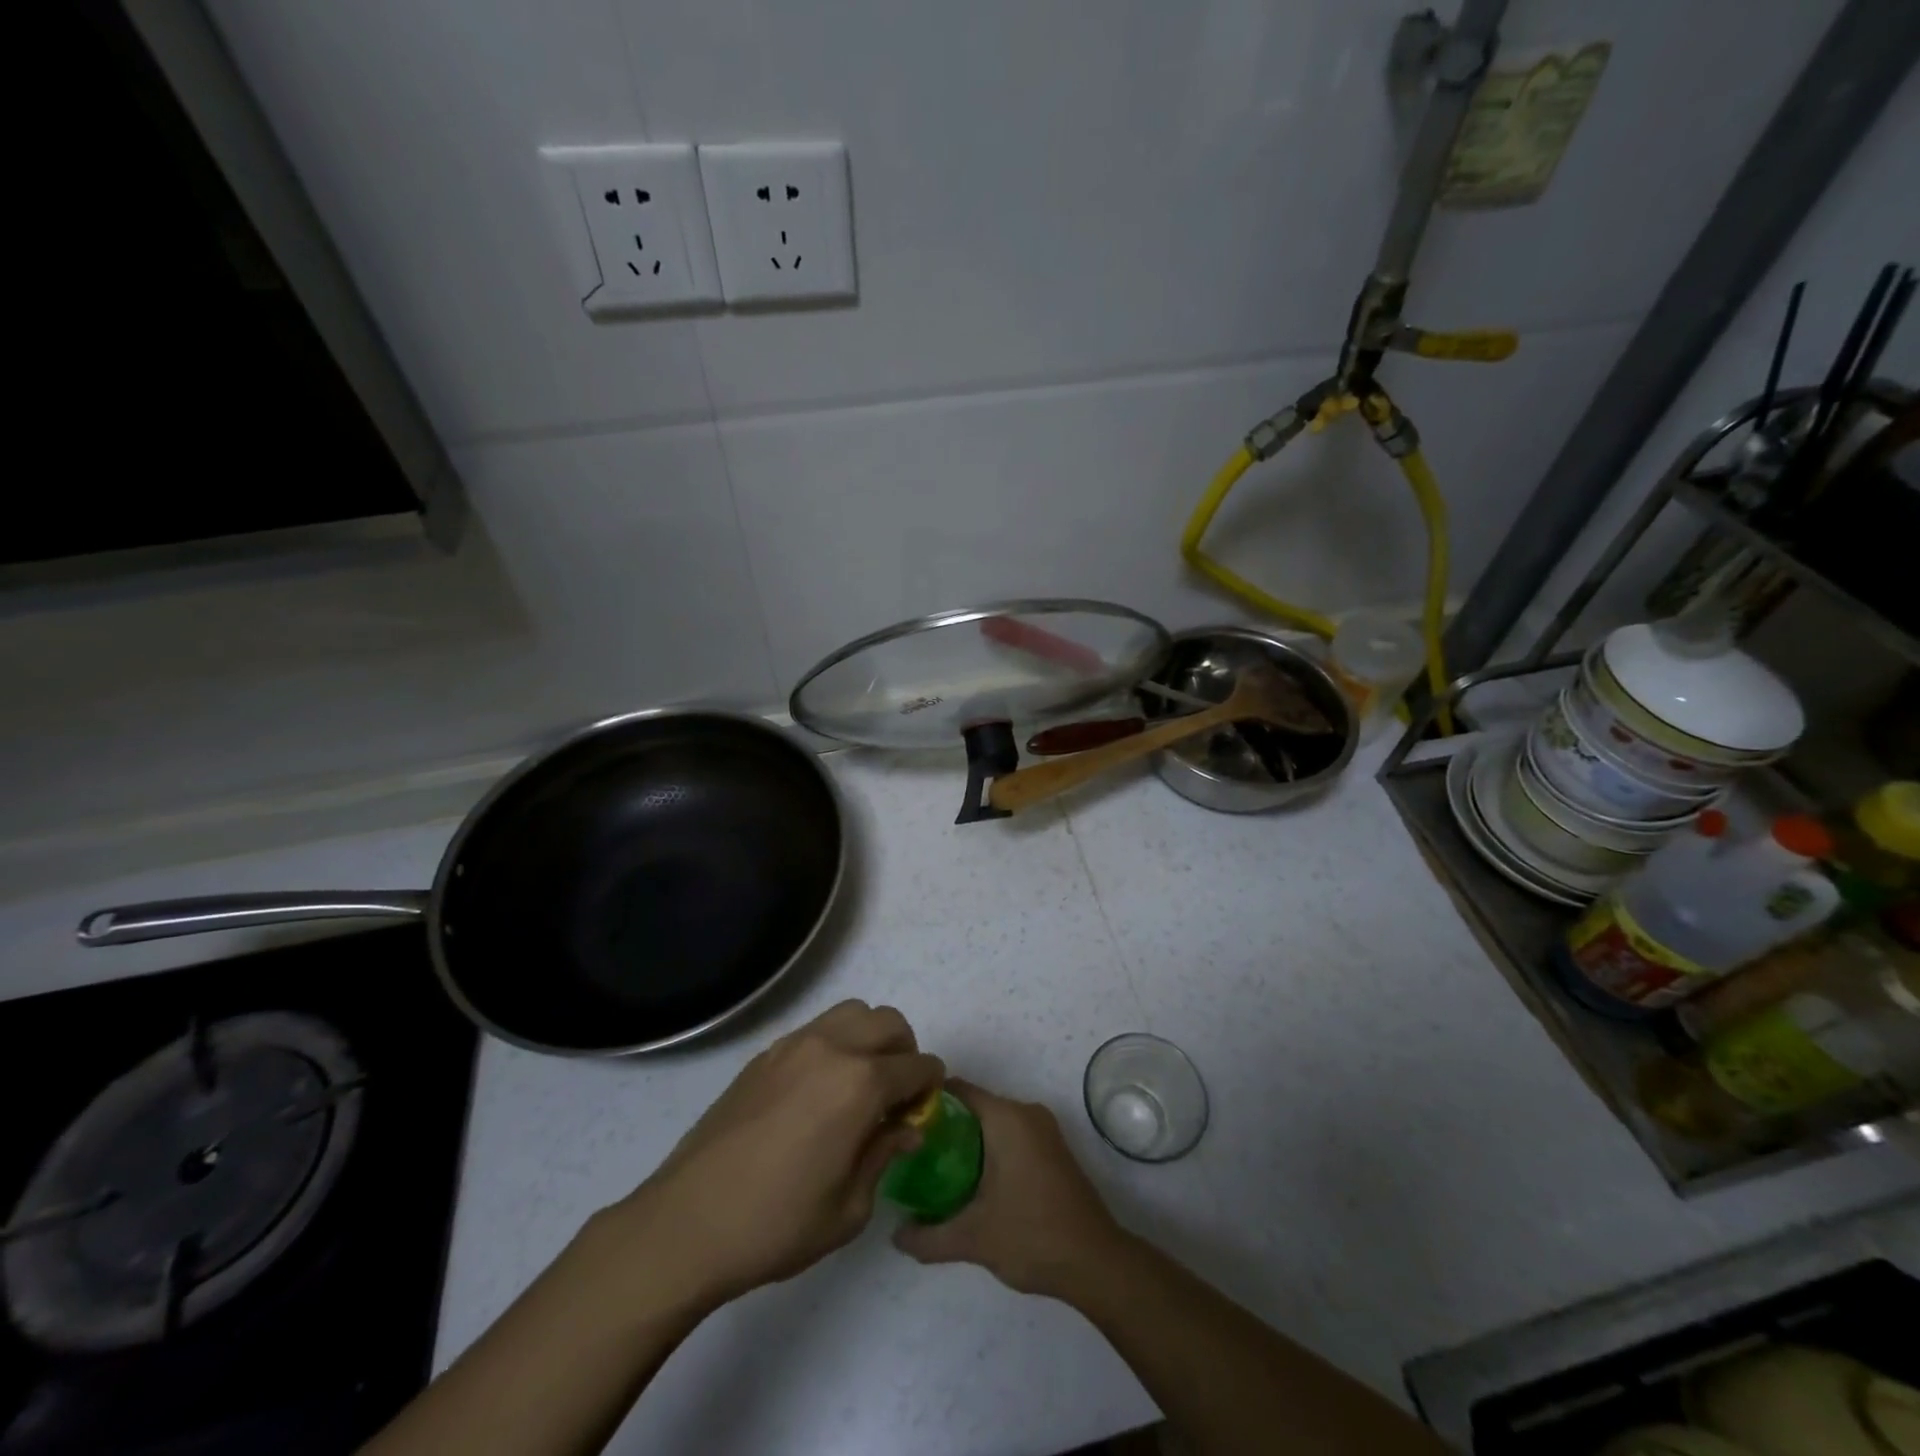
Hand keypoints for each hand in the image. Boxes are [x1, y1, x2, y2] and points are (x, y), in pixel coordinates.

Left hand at [602, 1000, 943, 1305]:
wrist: (688, 1222)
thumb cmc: (776, 1224)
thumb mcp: (848, 1209)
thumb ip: (884, 1155)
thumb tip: (905, 1128)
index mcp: (860, 1084)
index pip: (916, 1065)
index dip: (930, 1084)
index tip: (926, 1106)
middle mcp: (832, 1048)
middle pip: (888, 1023)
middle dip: (904, 1052)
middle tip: (896, 1094)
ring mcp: (794, 1044)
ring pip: (852, 1013)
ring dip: (869, 1038)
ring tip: (859, 1083)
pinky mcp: (766, 1053)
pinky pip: (817, 1029)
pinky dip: (835, 1044)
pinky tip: (818, 1091)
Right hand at [893, 1080, 1125, 1298]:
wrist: (1096, 1262)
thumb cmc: (1032, 1235)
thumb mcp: (973, 1238)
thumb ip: (929, 1237)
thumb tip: (895, 1235)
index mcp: (1007, 1117)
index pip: (959, 1090)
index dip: (929, 1101)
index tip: (903, 1120)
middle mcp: (1026, 1112)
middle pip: (975, 1105)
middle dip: (945, 1124)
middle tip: (914, 1150)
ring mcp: (1044, 1129)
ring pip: (994, 1122)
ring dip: (967, 1140)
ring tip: (934, 1167)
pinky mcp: (1053, 1149)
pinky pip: (1011, 1135)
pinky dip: (989, 1149)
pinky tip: (970, 1180)